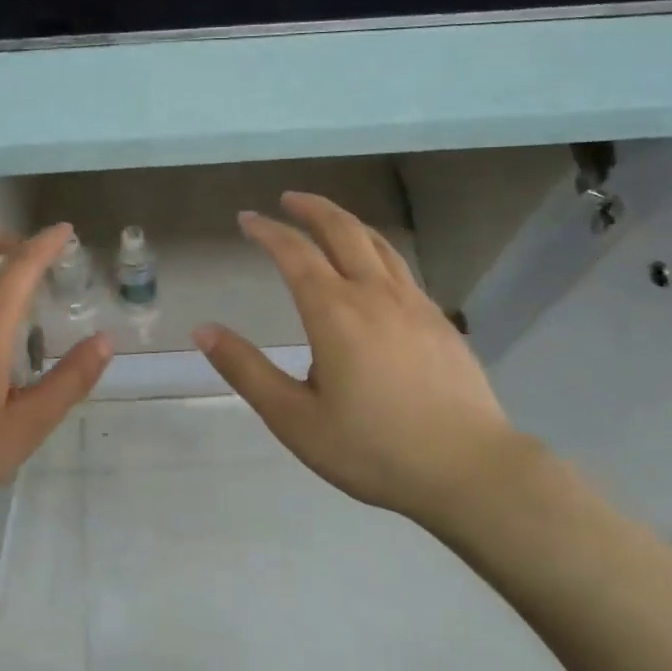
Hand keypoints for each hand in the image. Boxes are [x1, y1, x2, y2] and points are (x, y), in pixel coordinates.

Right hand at [195, 191, 532, 527]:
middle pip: (342, 230)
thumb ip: (246, 370)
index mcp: (334, 312)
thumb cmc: (372, 449)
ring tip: (328, 222)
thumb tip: (202, 329)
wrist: (469, 470)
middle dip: (311, 208)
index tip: (247, 218)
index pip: (294, 253)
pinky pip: (401, 268)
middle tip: (288, 199)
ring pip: (378, 244)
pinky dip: (376, 251)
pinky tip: (374, 272)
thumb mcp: (294, 418)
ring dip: (346, 223)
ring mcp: (414, 304)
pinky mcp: (439, 321)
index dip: (268, 231)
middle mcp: (375, 294)